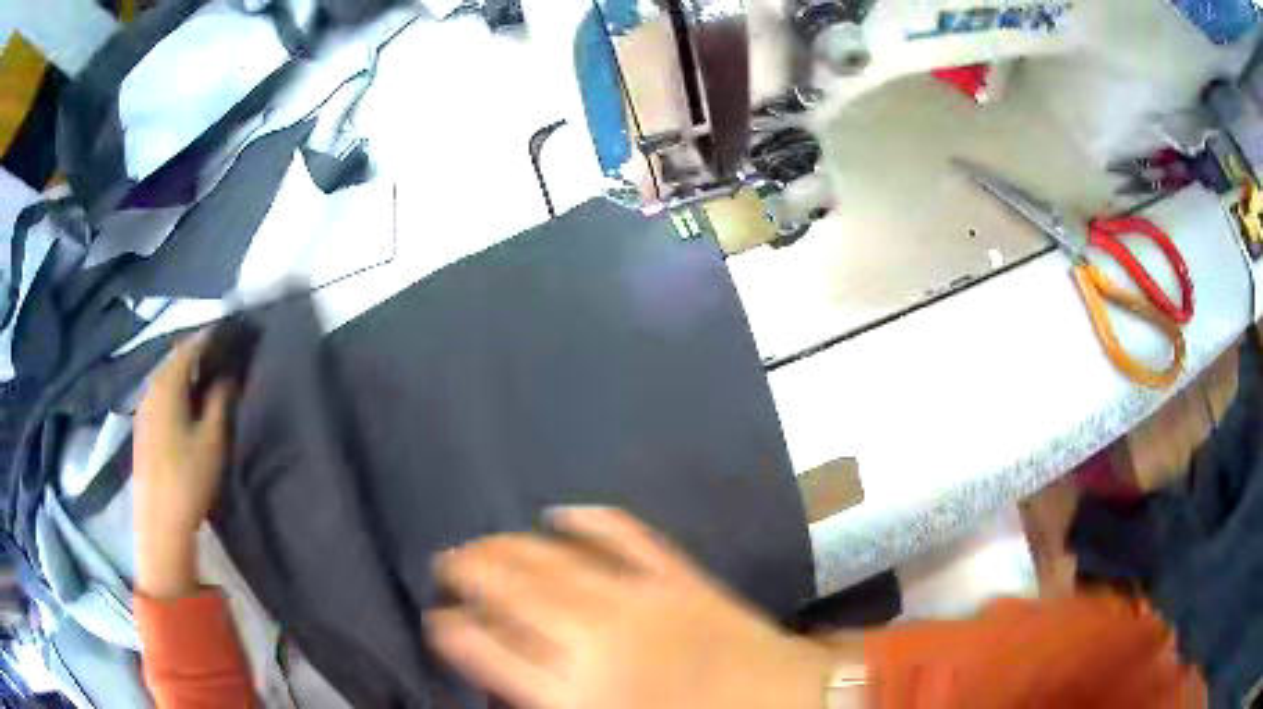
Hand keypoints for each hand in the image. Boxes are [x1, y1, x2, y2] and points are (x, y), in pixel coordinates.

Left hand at [134, 334, 235, 599]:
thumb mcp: (212, 440)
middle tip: (222, 356)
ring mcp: (143, 410)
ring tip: (208, 380)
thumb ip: (220, 402)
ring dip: (185, 375)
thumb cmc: (188, 479)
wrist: (160, 524)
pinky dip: (176, 391)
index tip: (230, 333)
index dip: (210, 337)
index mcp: (166, 384)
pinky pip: (160, 396)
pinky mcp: (142, 429)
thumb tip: (227, 376)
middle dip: (198, 354)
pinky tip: (187, 407)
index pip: (189, 347)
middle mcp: (150, 389)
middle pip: (174, 360)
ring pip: (166, 379)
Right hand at [425, 508, 839, 708]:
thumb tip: (504, 682)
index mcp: (576, 693)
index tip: (437, 619)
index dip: (451, 629)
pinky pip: (626, 536)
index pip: (484, 649)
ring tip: (483, 541)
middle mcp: (597, 640)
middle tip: (448, 564)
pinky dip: (590, 519)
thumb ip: (549, 703)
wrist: (791, 705)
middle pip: (510, 592)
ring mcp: (641, 599)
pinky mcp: (680, 576)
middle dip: (468, 572)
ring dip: (509, 545)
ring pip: (554, 558)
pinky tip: (563, 512)